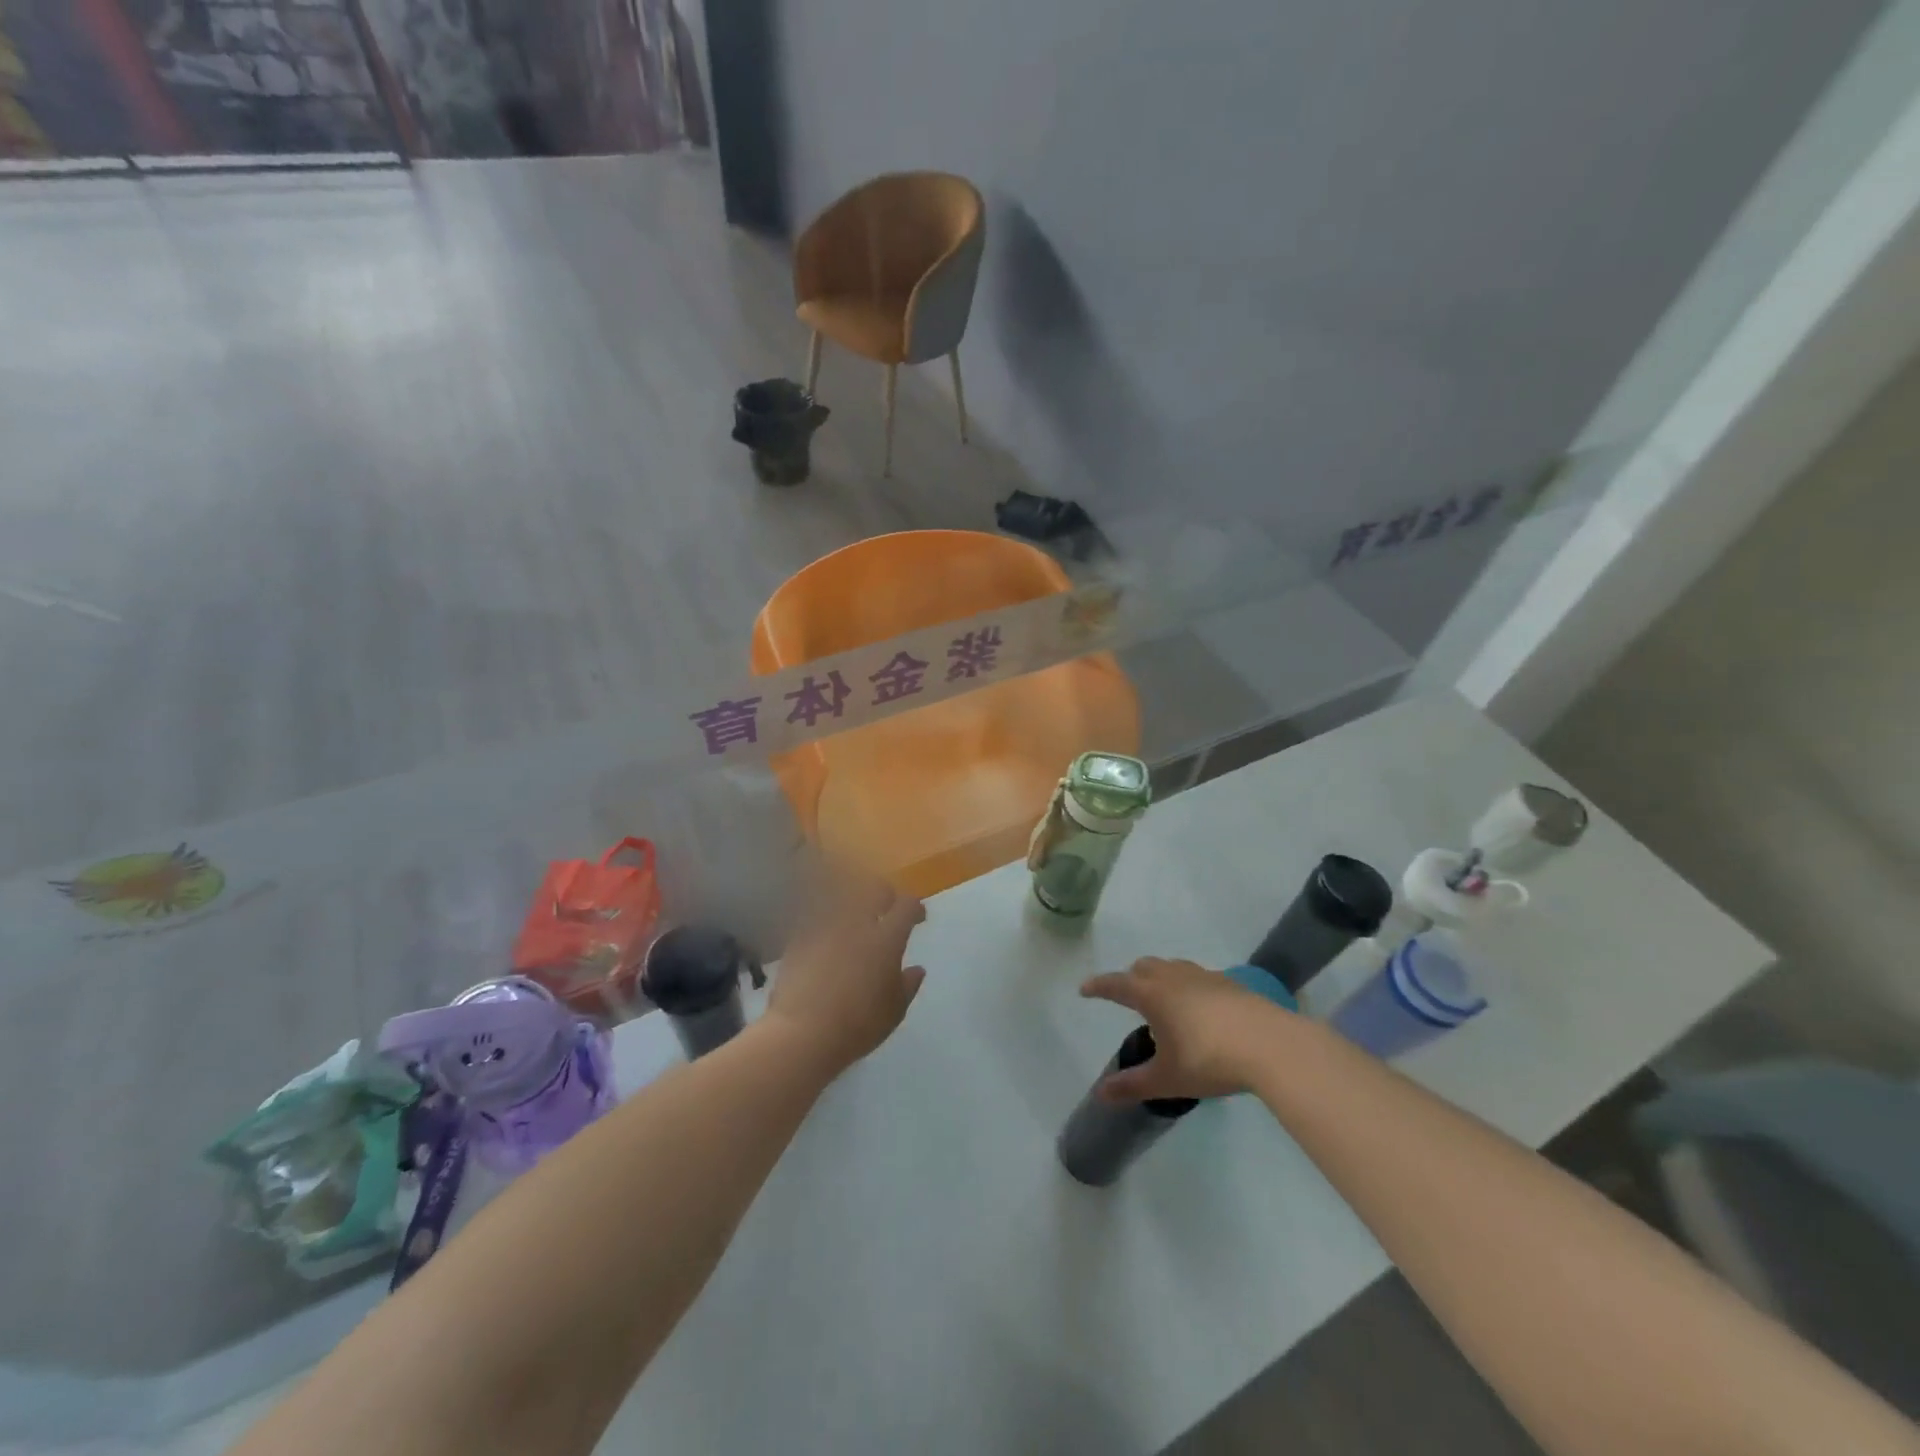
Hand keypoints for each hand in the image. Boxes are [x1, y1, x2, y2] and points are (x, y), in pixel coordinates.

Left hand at [766, 873, 926, 1075]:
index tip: (918, 918)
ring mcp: (825, 928)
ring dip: (855, 908)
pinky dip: (828, 925)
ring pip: (844, 901)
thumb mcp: (894, 1011)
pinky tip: (828, 942)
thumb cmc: (858, 1025)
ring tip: (856, 925)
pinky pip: (819, 919)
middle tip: (887, 911)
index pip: (906, 906)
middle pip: (874, 890)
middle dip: (885, 896)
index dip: (915, 908)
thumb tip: (916, 969)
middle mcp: (857, 924)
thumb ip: (908, 985)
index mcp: (886, 939)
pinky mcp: (800, 938)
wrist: (802, 1033)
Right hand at [1079, 957, 1290, 1102]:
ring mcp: (1204, 976)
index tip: (1085, 989)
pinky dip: (1187, 986)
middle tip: (1127, 997)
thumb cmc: (1210, 1060)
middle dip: (1130, 978)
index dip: (1098, 986)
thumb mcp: (1167, 1079)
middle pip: (1143, 967)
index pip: (1115, 984)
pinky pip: (1197, 976)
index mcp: (1151, 994)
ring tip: (1163, 1001)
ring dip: (1159, 977)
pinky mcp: (1230, 983)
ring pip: (1172, 967)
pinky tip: (1199, 1009)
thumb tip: (1100, 1094)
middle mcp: (1173, 977)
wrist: (1270, 1045)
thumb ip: (1132, 1085)